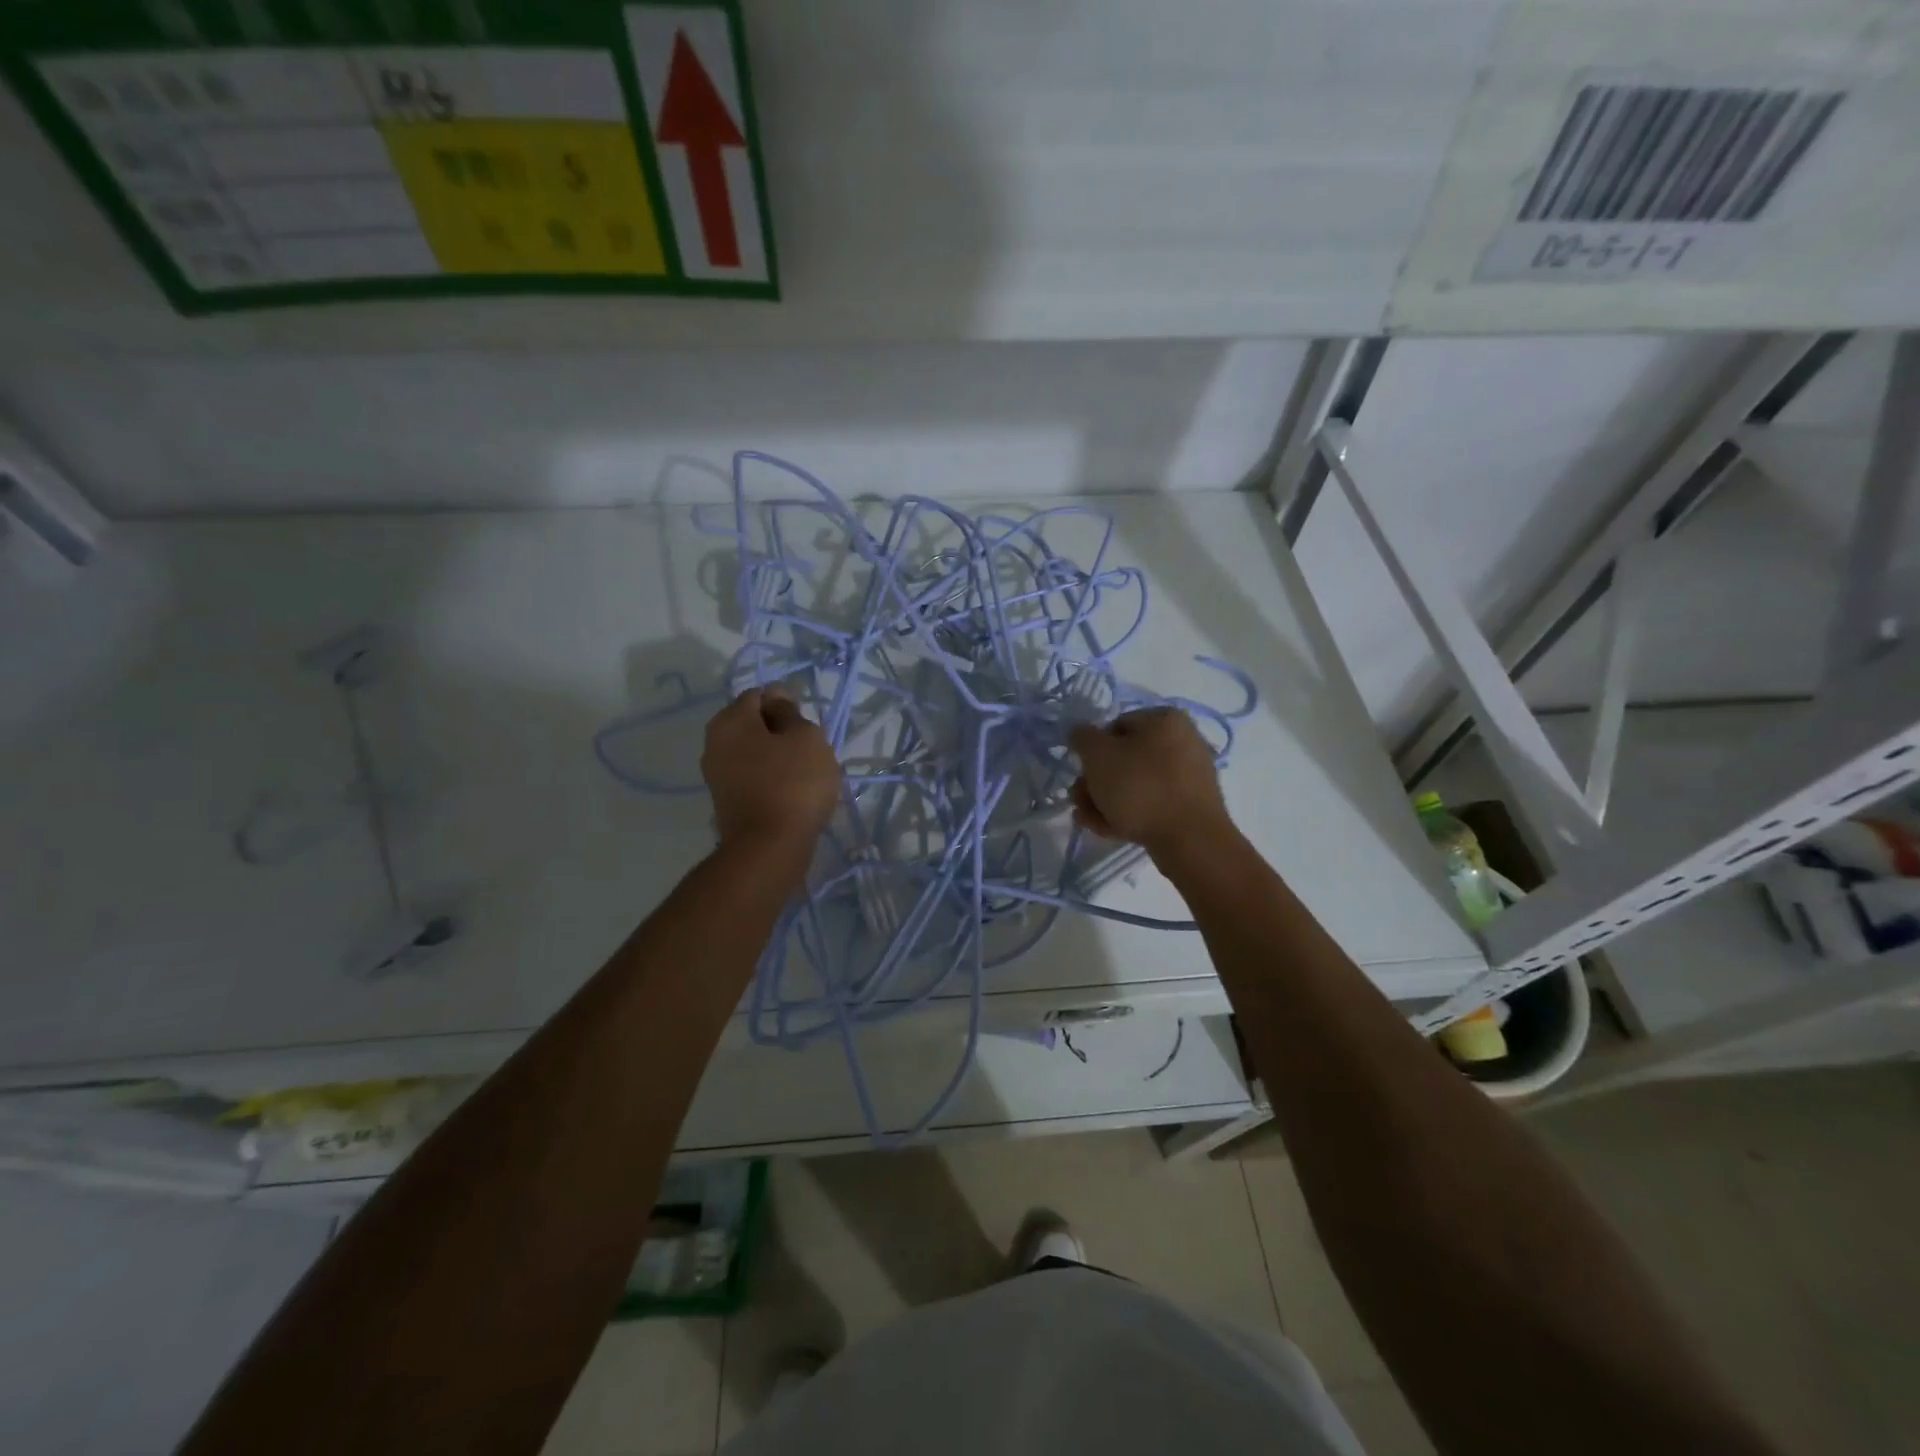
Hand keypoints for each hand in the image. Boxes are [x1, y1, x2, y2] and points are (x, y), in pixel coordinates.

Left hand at [702, 688, 840, 850]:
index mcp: (730, 720)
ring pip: (754, 752)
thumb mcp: (805, 737)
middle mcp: (714, 743)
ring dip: (778, 757)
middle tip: (811, 749)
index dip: (787, 703)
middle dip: (781, 732)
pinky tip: (792, 792)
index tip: (809, 724)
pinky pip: (752, 777)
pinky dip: (771, 779)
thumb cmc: (792, 783)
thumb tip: (776, 698)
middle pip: (754, 725)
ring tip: (806, 773)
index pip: (760, 695)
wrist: (769, 848)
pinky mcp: (726, 802)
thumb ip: (790, 712)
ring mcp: (717, 775)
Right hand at [1068, 707, 1232, 853]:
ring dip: (1105, 800)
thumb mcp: (1098, 755)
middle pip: (1124, 758)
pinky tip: (1107, 829)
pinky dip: (1128, 813)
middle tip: (1079, 800)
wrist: (1190, 840)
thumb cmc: (1141, 787)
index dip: (1092, 749)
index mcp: (1165, 719)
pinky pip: (1152, 803)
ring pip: (1135, 784)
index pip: (1116, 726)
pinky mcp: (1190, 806)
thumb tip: (1081, 733)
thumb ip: (1082, 738)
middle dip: (1095, 781)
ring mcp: (1189, 776)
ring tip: (1087, 819)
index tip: (1080, 772)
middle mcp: (1182, 741)